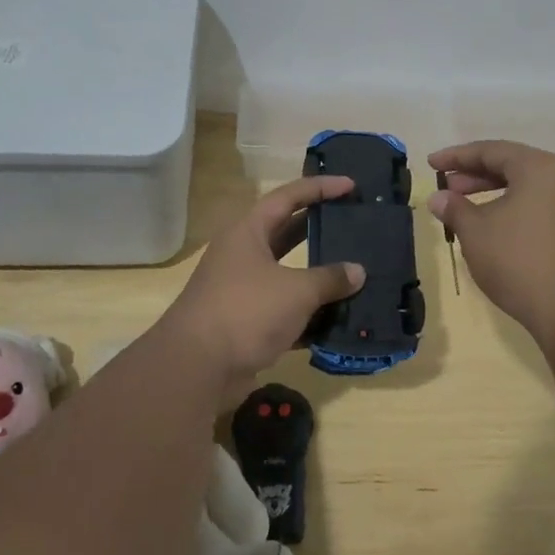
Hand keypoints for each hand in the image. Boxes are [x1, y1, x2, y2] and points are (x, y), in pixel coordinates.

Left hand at [161, 175, 365, 389]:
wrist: (197, 369)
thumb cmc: (246, 311)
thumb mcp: (296, 290)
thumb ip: (330, 278)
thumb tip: (357, 272)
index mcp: (248, 233)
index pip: (288, 197)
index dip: (320, 188)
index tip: (351, 185)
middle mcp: (242, 256)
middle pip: (286, 233)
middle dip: (319, 229)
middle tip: (353, 224)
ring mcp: (242, 291)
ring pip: (287, 276)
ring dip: (318, 277)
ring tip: (354, 273)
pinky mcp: (246, 324)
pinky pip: (285, 312)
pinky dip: (309, 315)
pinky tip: (338, 320)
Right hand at [428, 141, 554, 347]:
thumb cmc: (521, 264)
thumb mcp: (477, 234)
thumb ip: (455, 209)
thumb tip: (439, 197)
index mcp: (540, 167)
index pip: (491, 150)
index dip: (457, 156)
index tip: (431, 164)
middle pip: (514, 165)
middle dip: (476, 175)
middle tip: (447, 188)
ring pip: (530, 187)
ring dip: (495, 193)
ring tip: (468, 210)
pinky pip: (544, 205)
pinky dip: (517, 209)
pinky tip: (498, 229)